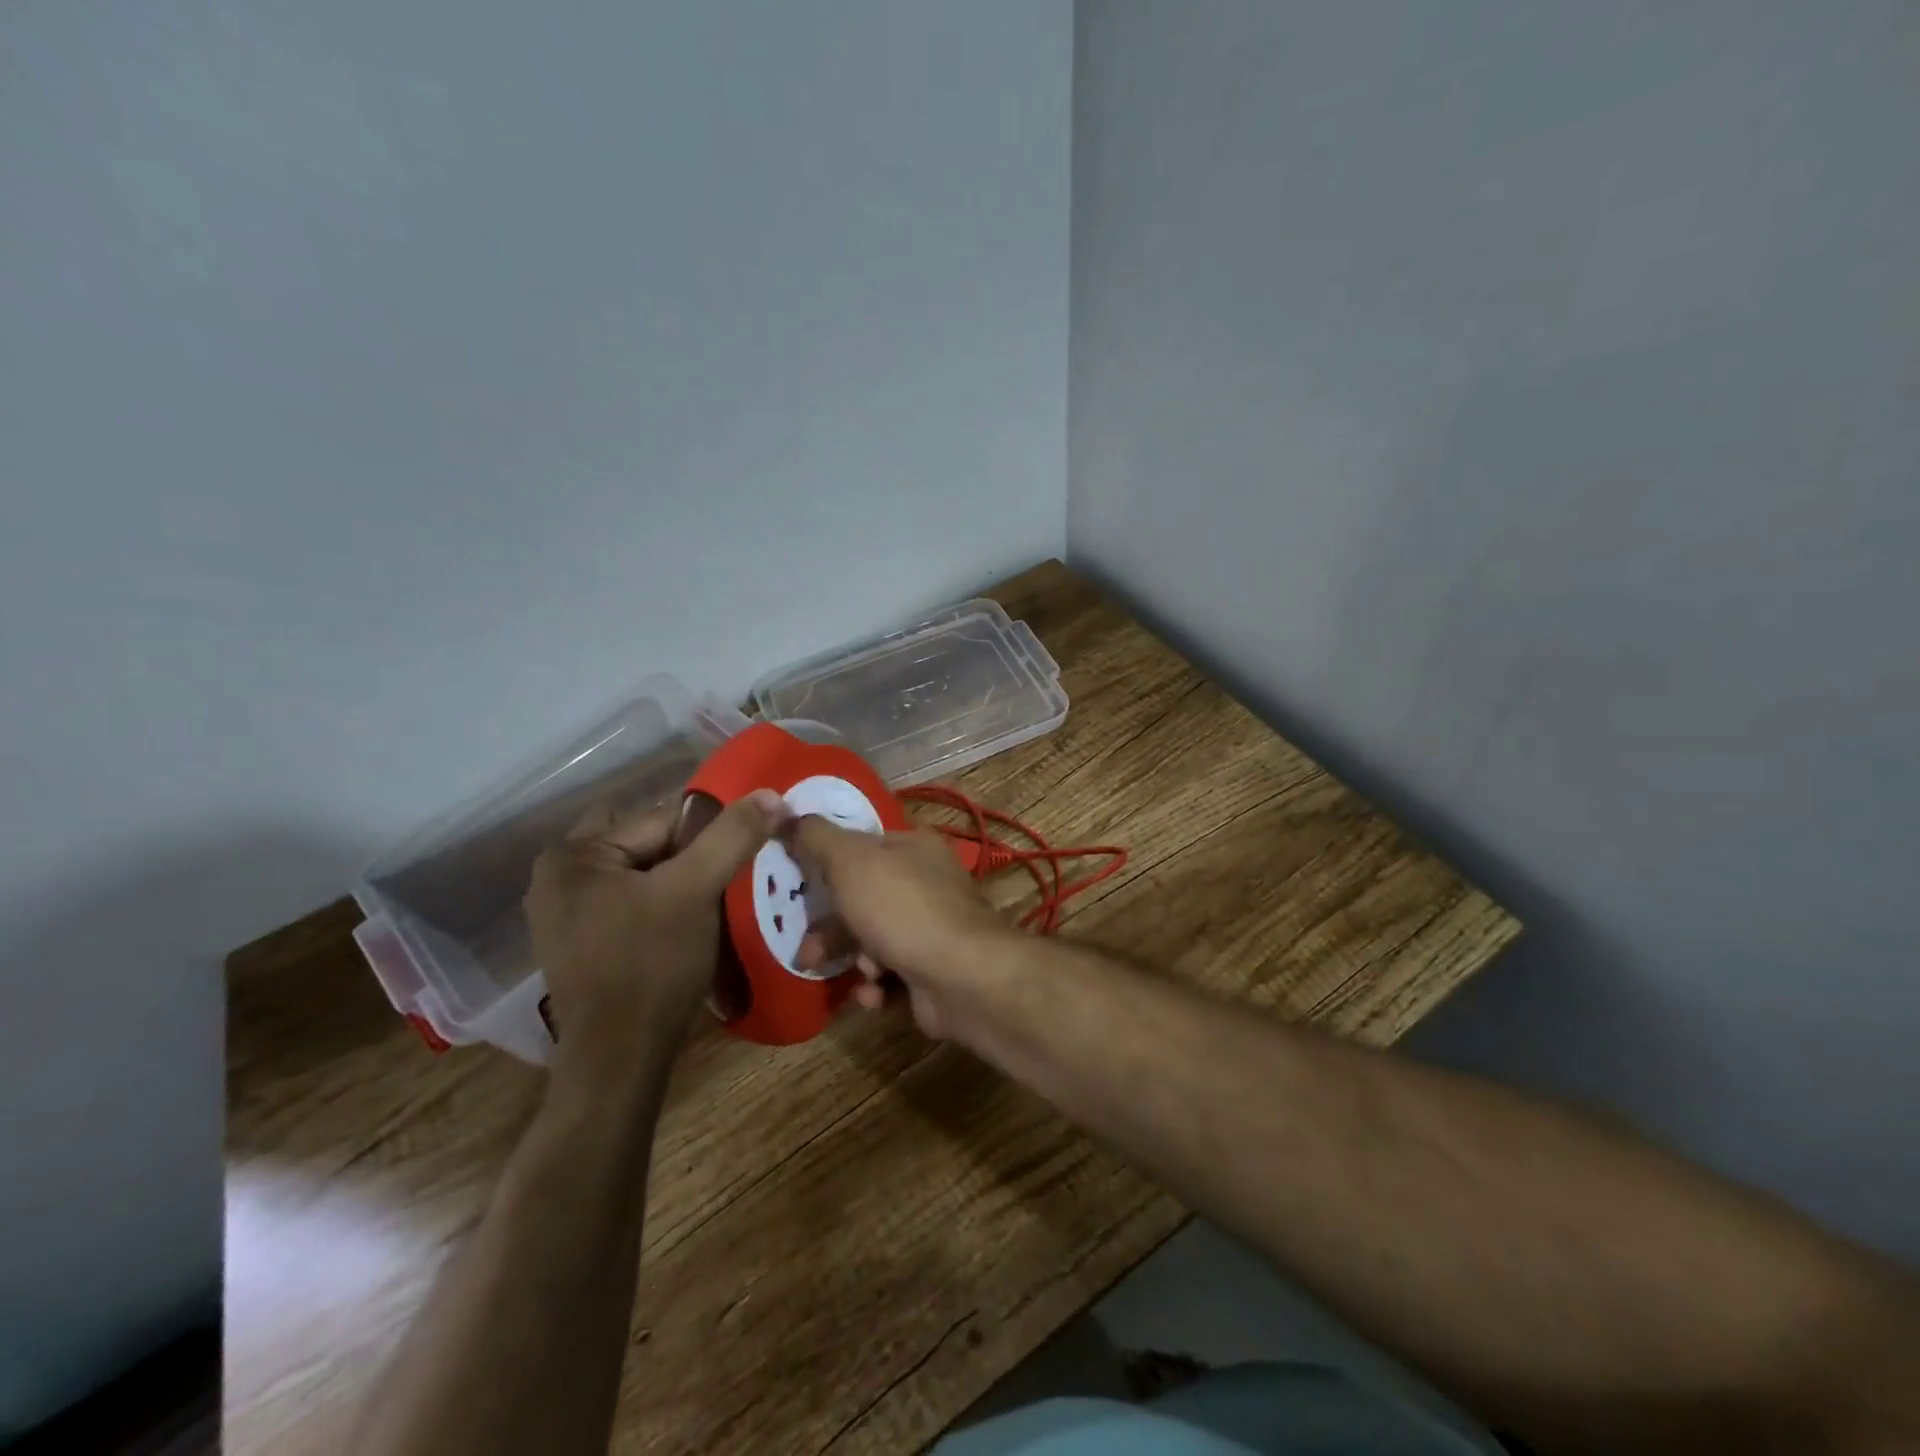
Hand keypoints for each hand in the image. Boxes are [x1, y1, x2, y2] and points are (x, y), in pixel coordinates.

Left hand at [525, 789, 786, 1066]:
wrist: (619, 1060)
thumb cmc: (652, 965)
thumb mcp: (696, 890)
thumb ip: (732, 835)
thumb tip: (772, 794)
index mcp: (573, 854)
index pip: (661, 819)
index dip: (708, 837)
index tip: (736, 863)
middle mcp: (558, 876)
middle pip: (648, 844)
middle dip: (690, 857)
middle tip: (723, 883)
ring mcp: (565, 913)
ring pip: (642, 873)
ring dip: (679, 881)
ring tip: (711, 905)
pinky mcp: (580, 942)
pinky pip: (630, 901)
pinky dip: (660, 904)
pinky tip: (684, 928)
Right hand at [784, 817, 1013, 1039]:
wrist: (962, 978)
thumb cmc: (902, 908)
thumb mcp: (850, 862)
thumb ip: (814, 837)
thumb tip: (777, 806)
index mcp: (912, 846)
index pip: (862, 843)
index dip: (827, 860)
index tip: (797, 881)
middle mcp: (925, 881)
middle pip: (863, 897)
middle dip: (831, 928)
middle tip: (807, 951)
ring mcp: (931, 927)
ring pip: (872, 938)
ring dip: (853, 959)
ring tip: (853, 974)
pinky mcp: (932, 969)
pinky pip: (891, 973)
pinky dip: (877, 985)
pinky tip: (875, 992)